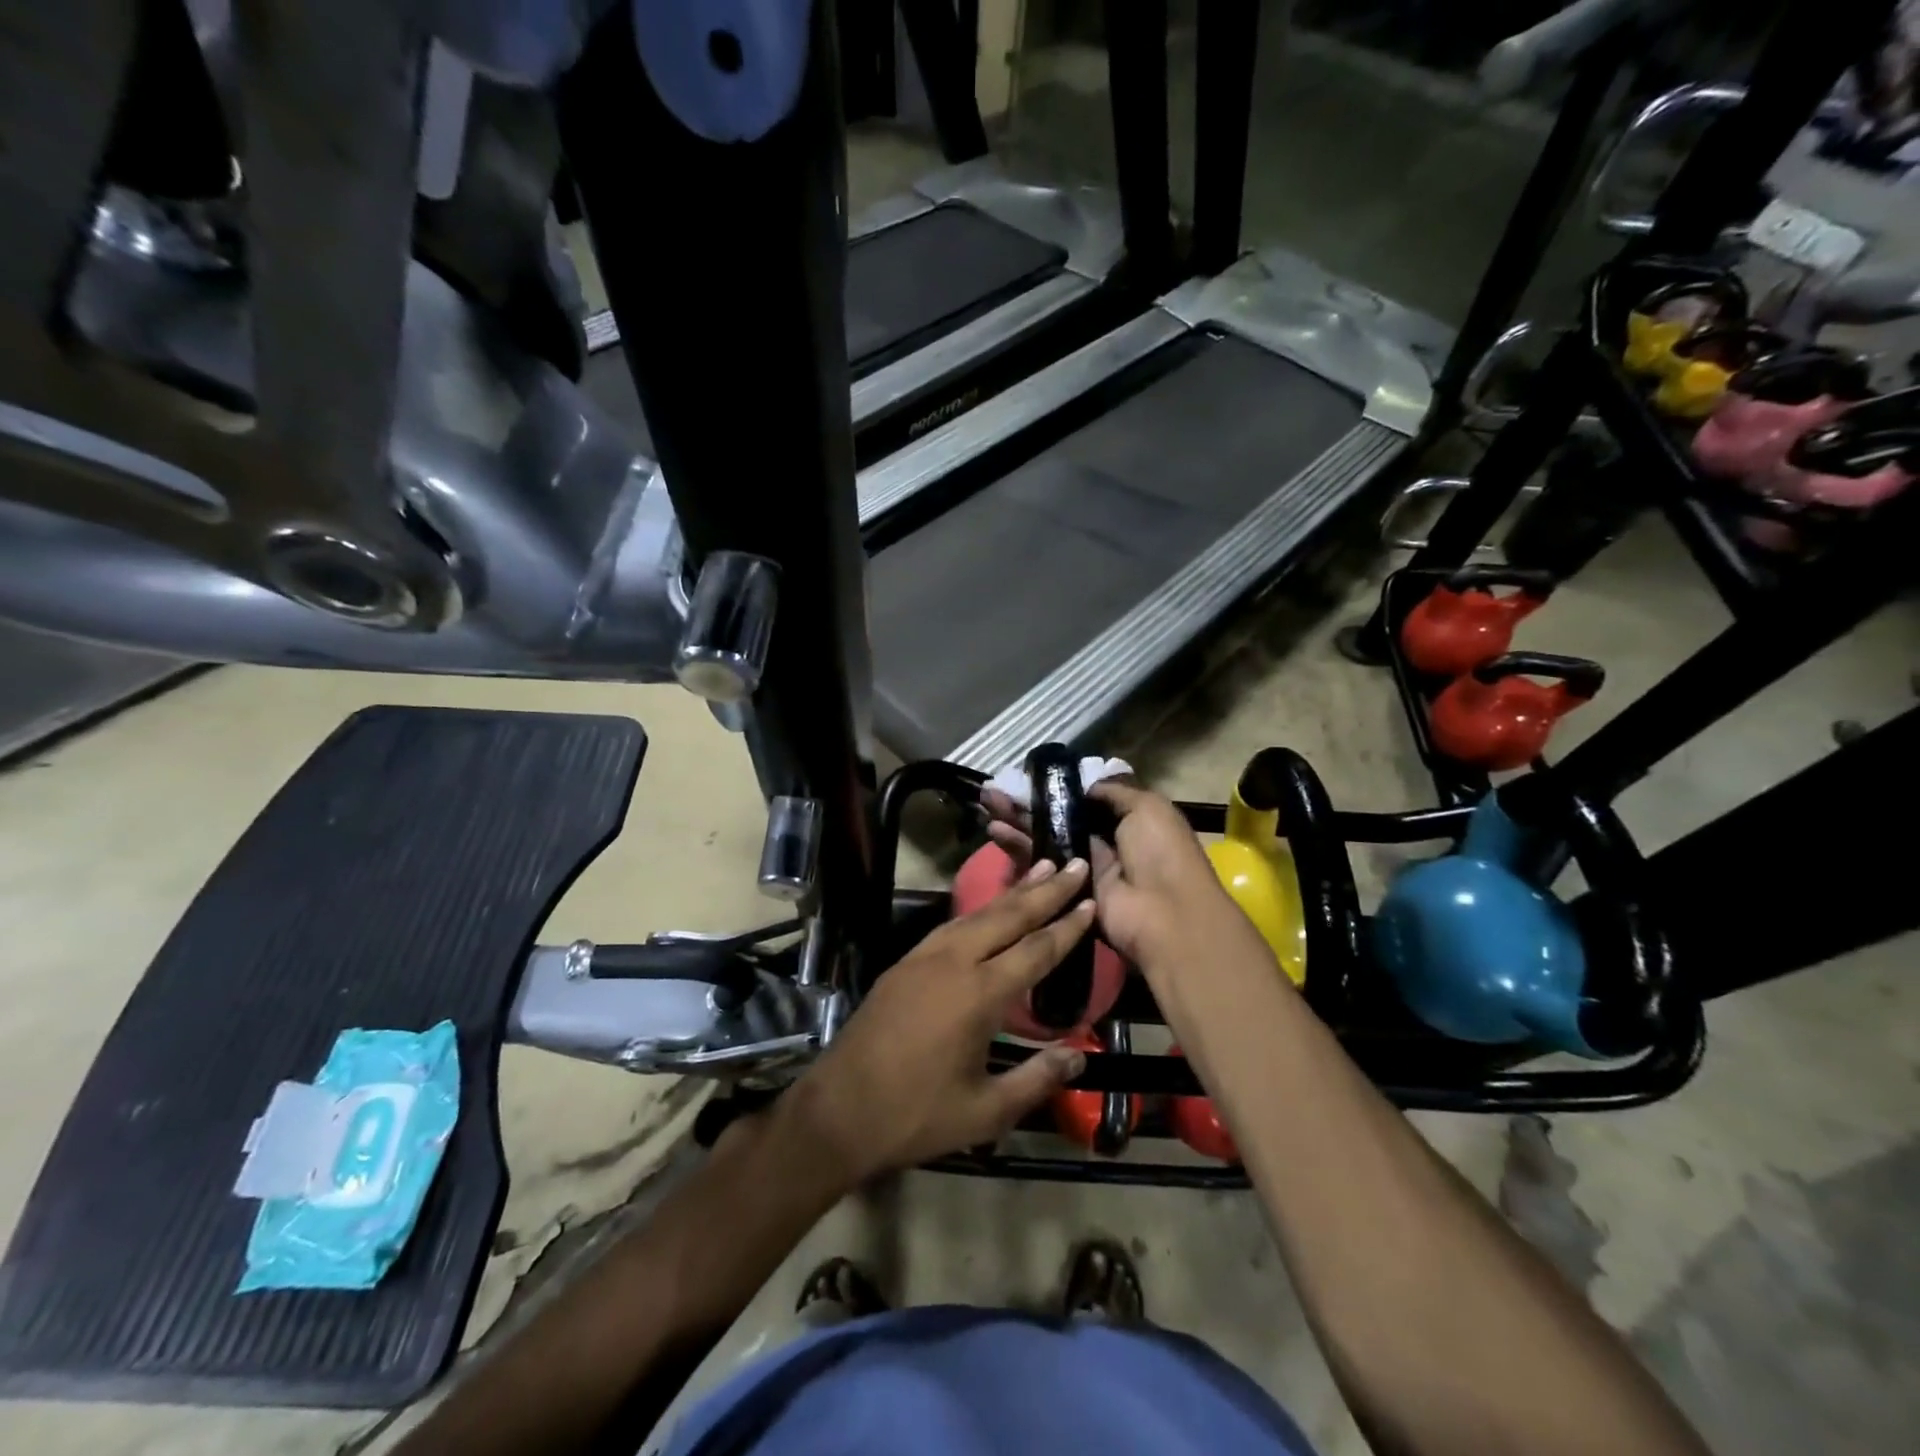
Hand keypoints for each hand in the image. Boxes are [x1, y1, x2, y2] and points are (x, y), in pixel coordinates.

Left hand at [784, 859, 1094, 1185]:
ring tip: (1039, 871)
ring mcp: (924, 957)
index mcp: (979, 995)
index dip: (1067, 926)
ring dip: (1011, 893)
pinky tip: (988, 911)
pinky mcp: (904, 963)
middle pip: (1008, 916)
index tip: (1090, 900)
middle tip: (1073, 864)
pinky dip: (979, 911)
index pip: (1035, 950)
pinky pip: (951, 925)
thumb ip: (1036, 1080)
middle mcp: (953, 962)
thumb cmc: (915, 1115)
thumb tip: (1079, 1058)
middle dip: (1044, 890)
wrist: (838, 1110)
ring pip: (977, 914)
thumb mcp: (985, 1112)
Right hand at [981, 780, 1243, 978]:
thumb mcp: (1147, 807)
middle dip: (1028, 801)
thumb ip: (1113, 791)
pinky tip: (995, 830)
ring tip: (987, 803)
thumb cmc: (1160, 852)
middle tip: (995, 788)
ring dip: (1017, 820)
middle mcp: (1103, 840)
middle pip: (1059, 817)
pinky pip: (1040, 863)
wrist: (1164, 913)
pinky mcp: (1066, 890)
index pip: (1085, 799)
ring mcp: (1083, 867)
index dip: (1058, 787)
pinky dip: (1017, 846)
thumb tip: (1084, 785)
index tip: (1029, 775)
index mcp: (1127, 819)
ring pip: (1044, 838)